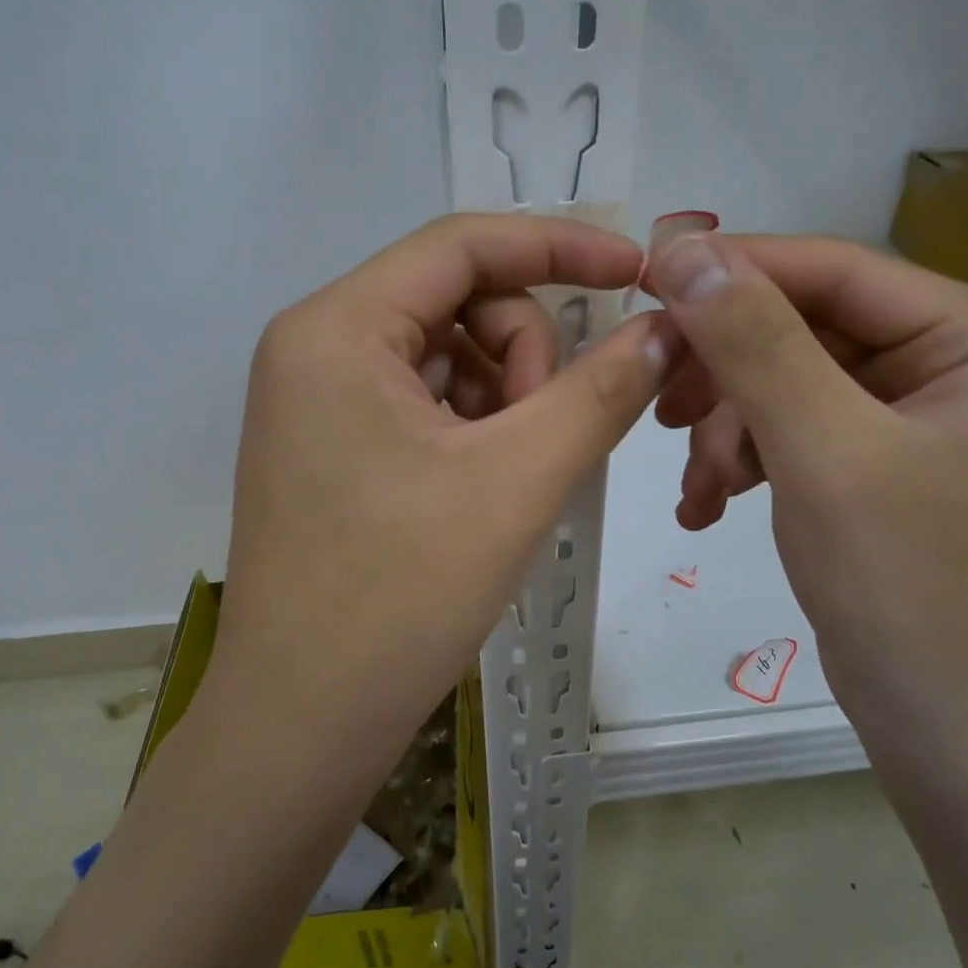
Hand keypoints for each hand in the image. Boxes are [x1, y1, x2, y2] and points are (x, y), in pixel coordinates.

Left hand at [205, 213, 673, 758]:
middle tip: (548, 432)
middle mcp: (314, 345)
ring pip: (446, 351)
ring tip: (517, 470)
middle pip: (456, 297)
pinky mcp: (328, 443)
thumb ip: (601, 392)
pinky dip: (475, 422)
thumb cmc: (400, 596)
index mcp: (337, 328)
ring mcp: (316, 398)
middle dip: (525, 349)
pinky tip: (488, 481)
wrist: (302, 724)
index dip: (559, 245)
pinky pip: (423, 398)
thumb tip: (666, 329)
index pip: (462, 243)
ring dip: (506, 392)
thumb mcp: (517, 481)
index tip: (634, 273)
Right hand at [650, 232, 967, 791]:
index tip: (644, 278)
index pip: (836, 271)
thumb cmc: (907, 589)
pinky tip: (707, 507)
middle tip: (662, 408)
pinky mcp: (871, 460)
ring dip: (726, 428)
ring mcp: (909, 415)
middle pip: (804, 327)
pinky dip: (740, 459)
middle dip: (727, 373)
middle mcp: (950, 363)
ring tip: (697, 486)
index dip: (737, 268)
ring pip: (783, 380)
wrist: (943, 732)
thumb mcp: (824, 453)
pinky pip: (788, 428)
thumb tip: (686, 247)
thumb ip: (755, 343)